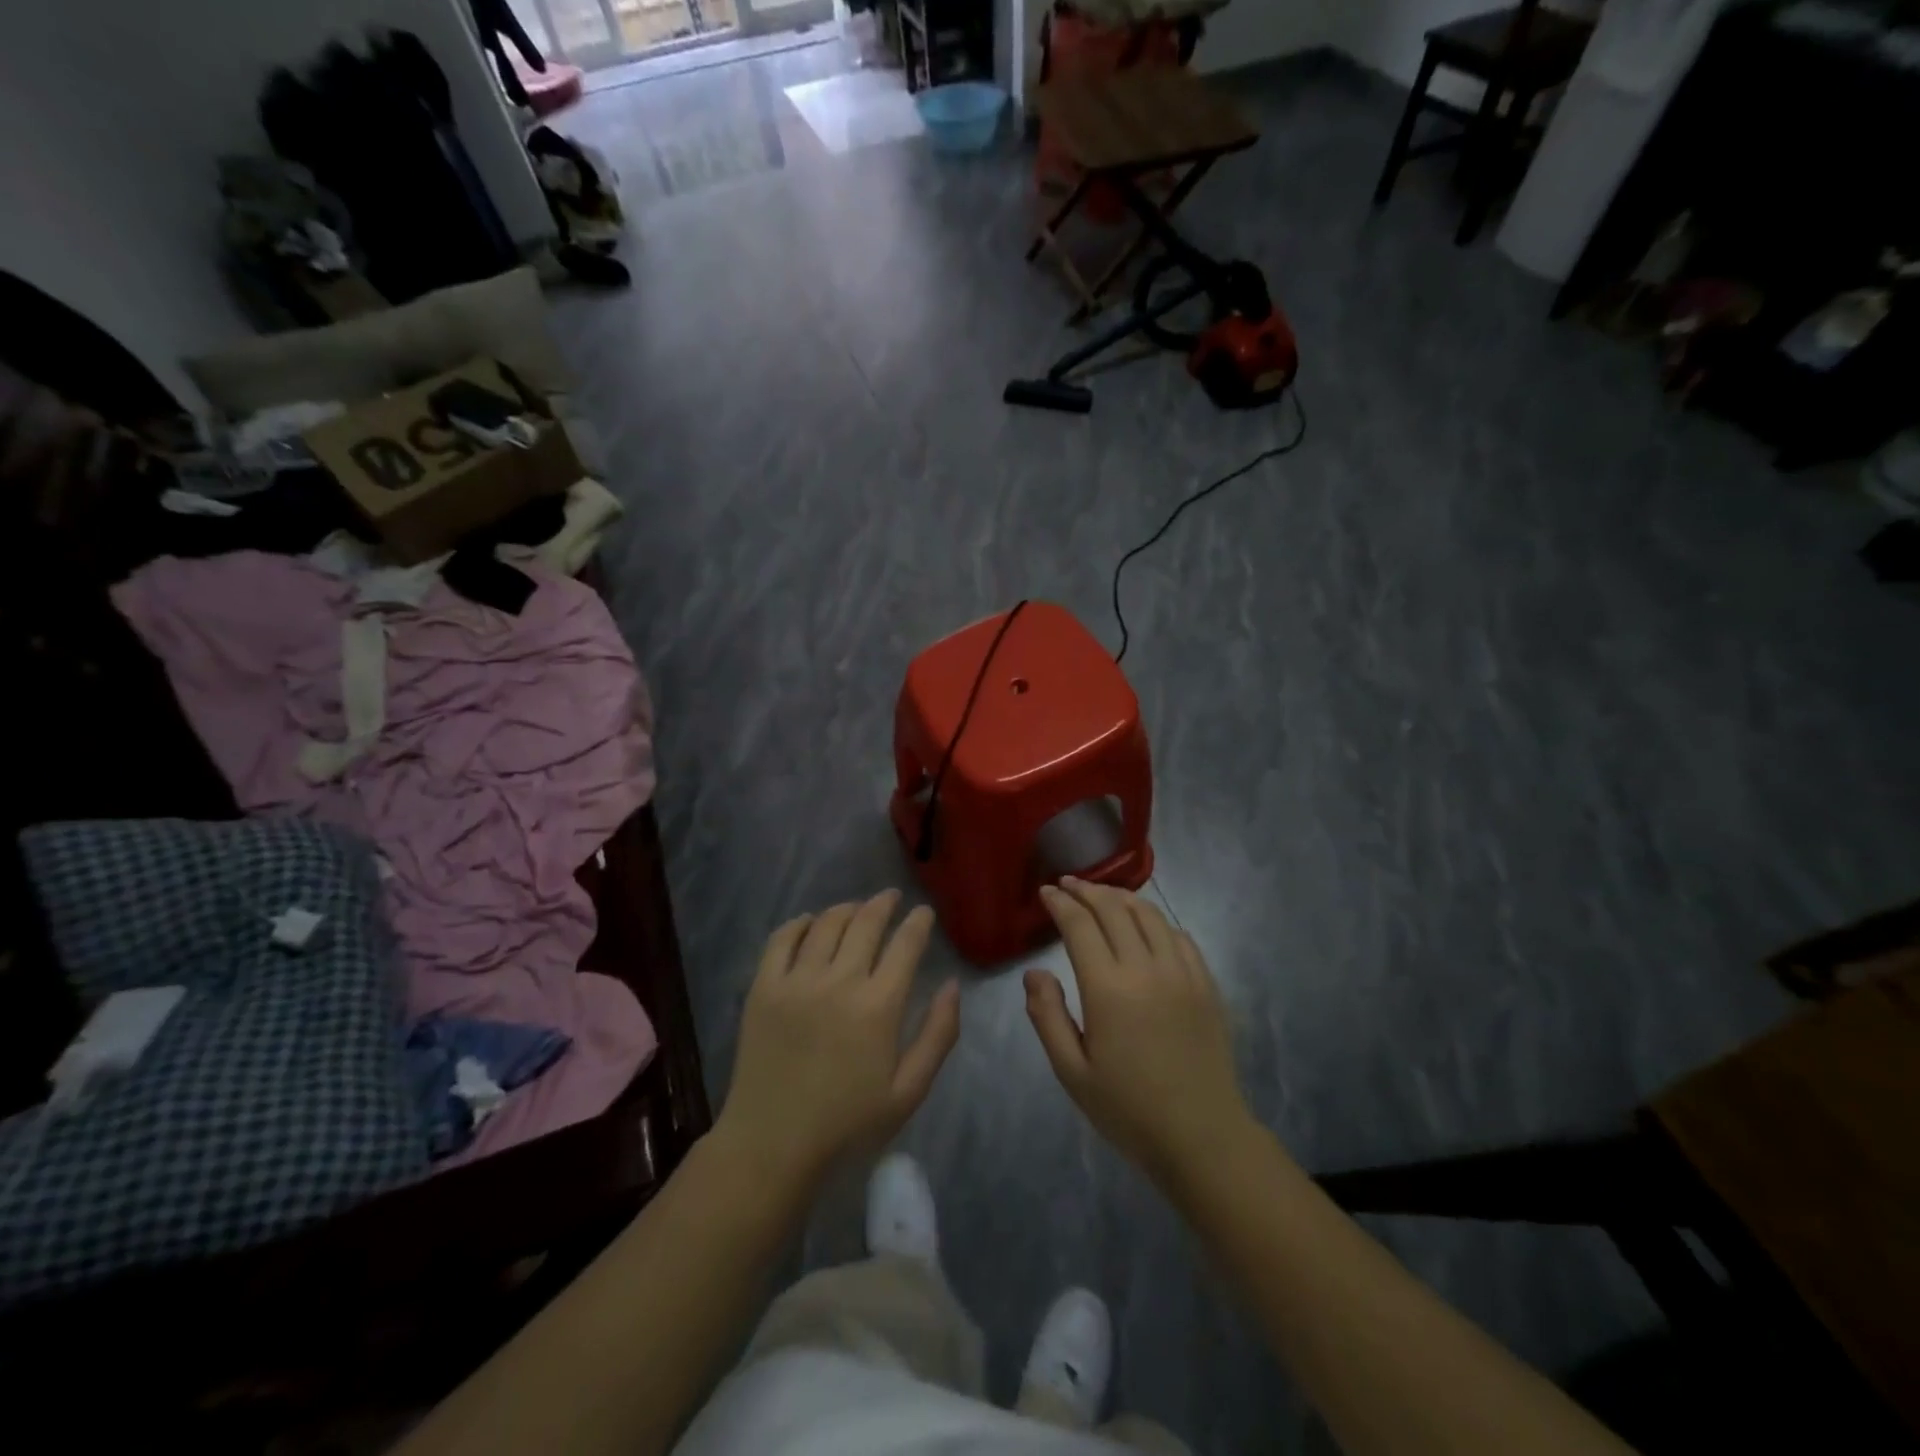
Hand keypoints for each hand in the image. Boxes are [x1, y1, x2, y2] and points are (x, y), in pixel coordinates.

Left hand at [718, 891, 960, 1183]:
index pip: (905, 944)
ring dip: (847, 909)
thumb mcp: (909, 1091)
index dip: (918, 922)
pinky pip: (782, 938)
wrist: (772, 1145)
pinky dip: (801, 923)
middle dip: (884, 903)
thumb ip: (938, 1034)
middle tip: (891, 898)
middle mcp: (839, 981)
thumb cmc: (847, 1123)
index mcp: (879, 1006)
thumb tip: (951, 985)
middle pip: (866, 922)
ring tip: (856, 909)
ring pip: (827, 923)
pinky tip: (811, 923)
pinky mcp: (763, 987)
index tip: (924, 912)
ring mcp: (797, 980)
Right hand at [1025, 878, 1254, 1187]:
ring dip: (1121, 898)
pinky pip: (1180, 936)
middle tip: (1068, 884)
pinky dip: (1157, 921)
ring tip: (1103, 896)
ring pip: (1150, 915)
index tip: (1046, 892)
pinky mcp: (1206, 984)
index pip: (1080, 926)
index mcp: (1108, 989)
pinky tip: (1146, 925)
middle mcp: (1146, 969)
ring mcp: (1182, 973)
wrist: (1202, 1137)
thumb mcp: (1072, 1072)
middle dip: (1087, 891)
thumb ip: (1047, 1016)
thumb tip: (1035, 972)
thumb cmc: (1128, 1109)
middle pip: (1114, 909)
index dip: (1060, 903)